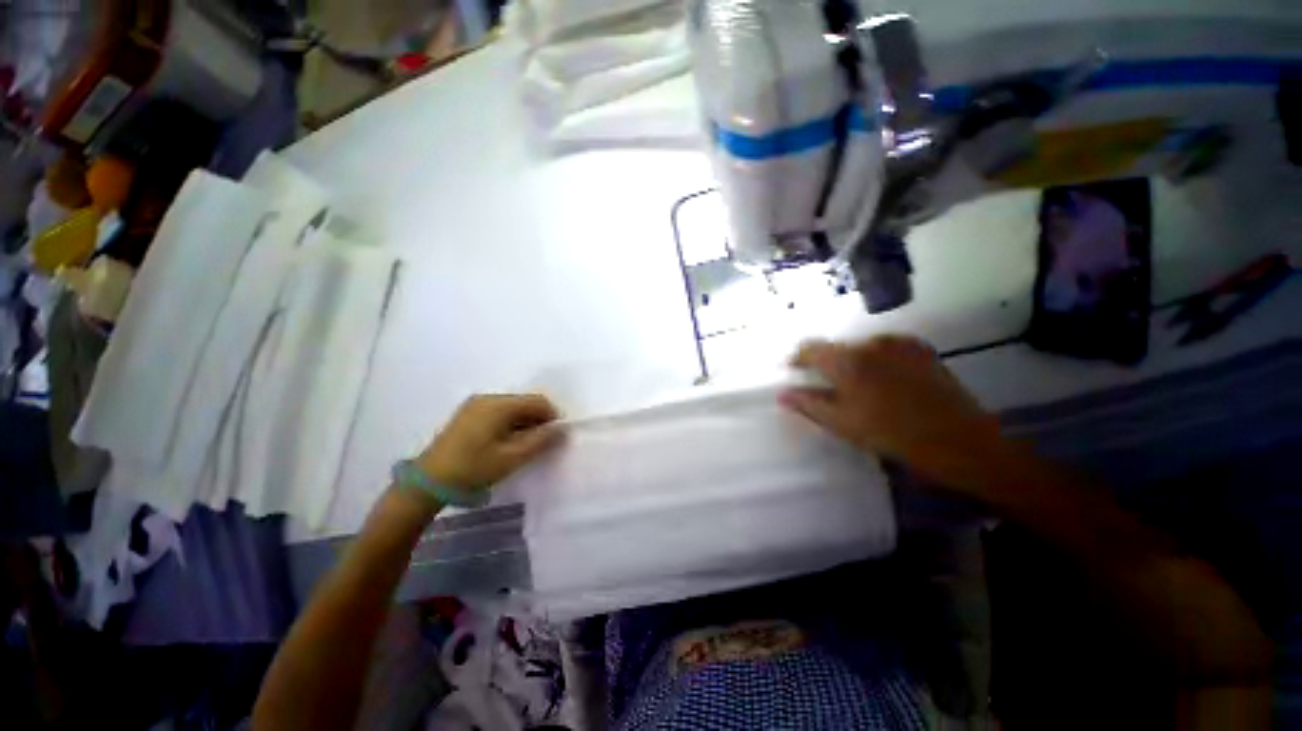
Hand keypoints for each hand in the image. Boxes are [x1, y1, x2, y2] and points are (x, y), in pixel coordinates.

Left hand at [417, 394, 564, 490]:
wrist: (428, 481)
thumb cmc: (474, 468)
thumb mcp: (513, 457)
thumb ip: (542, 441)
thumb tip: (563, 429)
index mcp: (500, 404)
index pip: (538, 401)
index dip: (553, 416)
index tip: (556, 437)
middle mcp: (488, 398)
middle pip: (525, 402)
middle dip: (539, 420)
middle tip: (541, 444)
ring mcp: (475, 404)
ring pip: (512, 407)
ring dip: (525, 422)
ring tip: (524, 446)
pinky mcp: (468, 414)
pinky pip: (499, 412)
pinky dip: (510, 423)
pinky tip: (506, 442)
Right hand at [780, 336, 1001, 482]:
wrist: (959, 440)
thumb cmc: (892, 434)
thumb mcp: (842, 423)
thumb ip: (808, 404)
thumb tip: (782, 393)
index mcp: (847, 360)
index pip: (810, 348)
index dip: (798, 358)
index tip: (793, 371)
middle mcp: (870, 343)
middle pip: (836, 347)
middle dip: (827, 363)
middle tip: (828, 388)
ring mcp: (899, 343)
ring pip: (861, 347)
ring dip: (852, 362)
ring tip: (860, 388)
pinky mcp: (920, 348)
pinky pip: (885, 348)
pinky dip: (876, 360)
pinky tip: (885, 382)